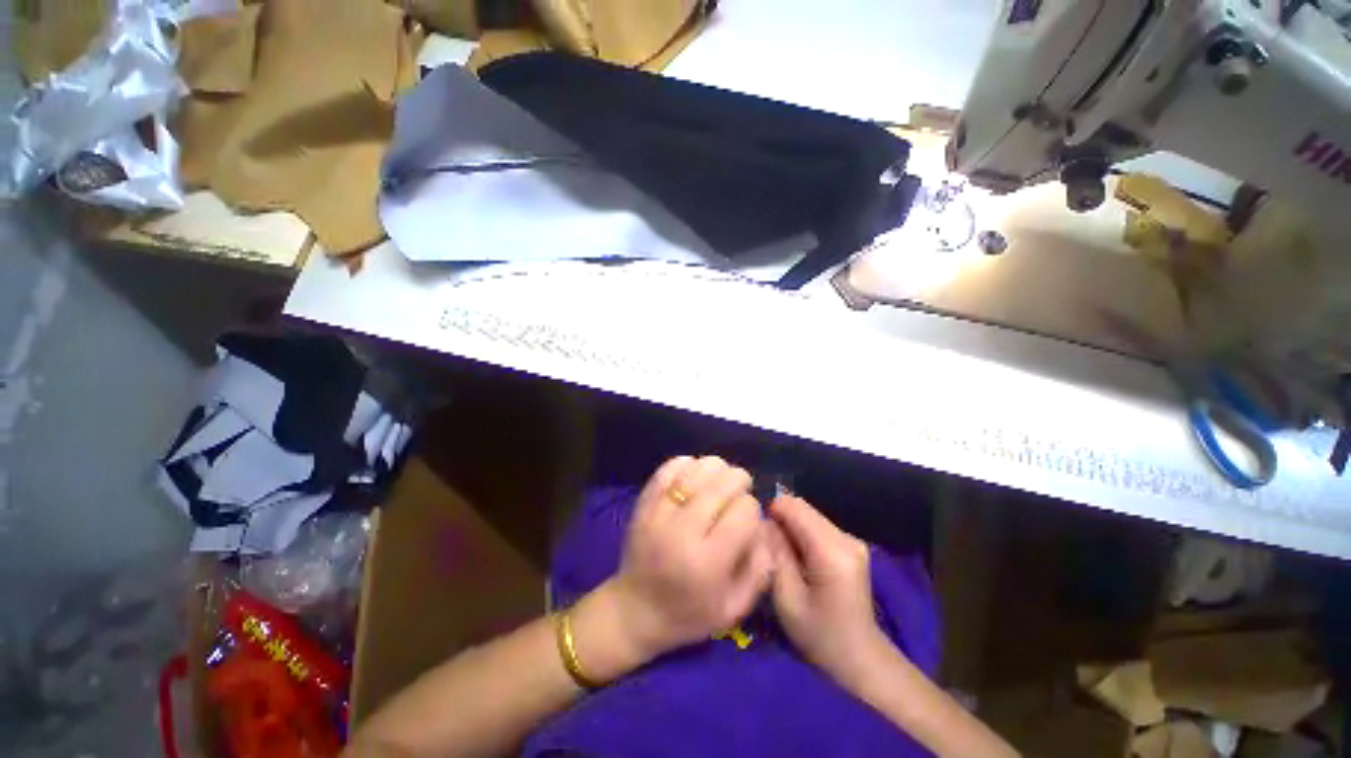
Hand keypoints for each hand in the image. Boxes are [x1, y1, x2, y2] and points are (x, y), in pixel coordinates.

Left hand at [601, 456, 773, 662]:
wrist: (634, 611)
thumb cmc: (689, 614)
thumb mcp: (734, 608)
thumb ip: (759, 566)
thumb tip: (763, 523)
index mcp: (708, 562)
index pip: (744, 512)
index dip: (752, 508)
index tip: (748, 517)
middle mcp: (682, 533)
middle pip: (721, 484)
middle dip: (739, 479)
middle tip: (741, 487)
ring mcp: (658, 514)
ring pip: (695, 470)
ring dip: (715, 468)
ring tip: (720, 478)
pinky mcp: (643, 504)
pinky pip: (667, 469)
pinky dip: (686, 463)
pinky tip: (694, 473)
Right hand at [766, 494, 891, 688]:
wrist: (860, 658)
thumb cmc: (820, 635)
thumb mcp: (787, 600)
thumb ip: (774, 554)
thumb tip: (763, 522)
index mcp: (832, 551)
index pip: (794, 507)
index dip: (771, 511)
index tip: (757, 533)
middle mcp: (846, 537)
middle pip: (802, 508)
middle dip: (780, 520)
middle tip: (766, 546)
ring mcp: (852, 540)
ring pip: (808, 515)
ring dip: (790, 528)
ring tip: (781, 555)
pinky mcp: (851, 544)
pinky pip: (817, 526)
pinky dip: (801, 535)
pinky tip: (798, 559)